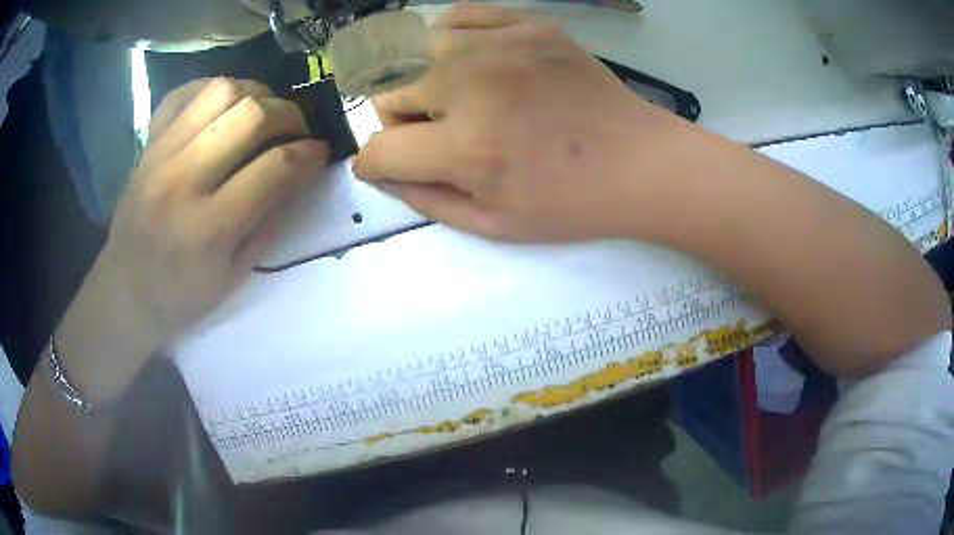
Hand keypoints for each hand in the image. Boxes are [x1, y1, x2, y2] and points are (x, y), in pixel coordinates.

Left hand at [105, 77, 327, 342]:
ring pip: (220, 91)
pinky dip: (211, 89)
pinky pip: (182, 93)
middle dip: (288, 114)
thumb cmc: (181, 295)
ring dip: (254, 93)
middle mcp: (182, 180)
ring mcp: (160, 155)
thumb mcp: (234, 275)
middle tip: (297, 128)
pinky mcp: (147, 144)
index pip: (274, 167)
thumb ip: (270, 220)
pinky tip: (225, 105)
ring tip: (263, 110)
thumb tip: (302, 170)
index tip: (320, 150)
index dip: (309, 153)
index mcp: (208, 227)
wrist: (125, 292)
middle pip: (250, 115)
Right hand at [353, 4, 696, 242]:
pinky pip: (459, 15)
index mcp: (468, 147)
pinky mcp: (530, 25)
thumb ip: (427, 200)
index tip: (383, 166)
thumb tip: (383, 173)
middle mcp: (474, 84)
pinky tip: (467, 59)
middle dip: (396, 120)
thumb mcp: (495, 225)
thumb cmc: (572, 203)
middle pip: (387, 91)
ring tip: (450, 96)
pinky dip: (449, 38)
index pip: (379, 150)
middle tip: (431, 133)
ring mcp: (504, 45)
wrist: (641, 162)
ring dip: (418, 78)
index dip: (373, 164)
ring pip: (414, 48)